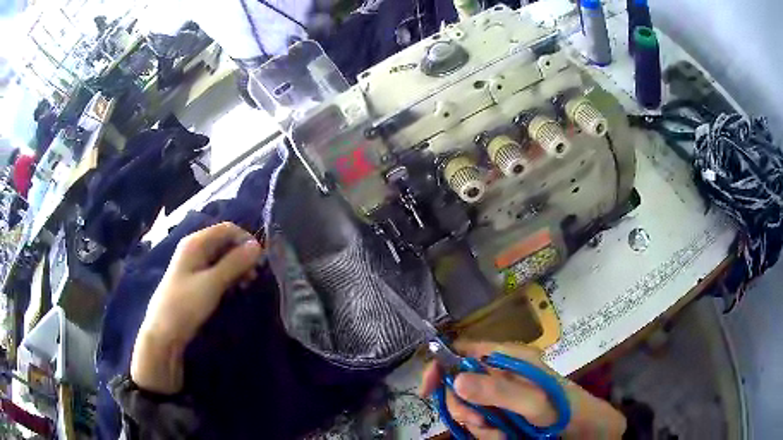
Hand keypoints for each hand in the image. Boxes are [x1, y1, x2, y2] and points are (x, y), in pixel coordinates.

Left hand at [131, 222, 262, 393]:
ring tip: (247, 284)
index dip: (245, 240)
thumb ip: (235, 263)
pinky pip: (216, 270)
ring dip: (237, 267)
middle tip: (255, 276)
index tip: (260, 260)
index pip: (227, 229)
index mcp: (196, 243)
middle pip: (225, 242)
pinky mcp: (195, 280)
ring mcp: (194, 264)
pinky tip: (235, 289)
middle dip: (242, 255)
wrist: (164, 331)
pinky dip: (229, 276)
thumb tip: (257, 246)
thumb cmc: (186, 304)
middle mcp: (194, 248)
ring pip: (222, 257)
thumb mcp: (212, 283)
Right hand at [419, 341, 626, 438]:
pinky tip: (502, 435)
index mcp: (507, 357)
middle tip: (477, 422)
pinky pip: (479, 421)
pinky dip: (485, 432)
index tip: (429, 390)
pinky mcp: (501, 410)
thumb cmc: (560, 407)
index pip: (464, 350)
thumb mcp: (532, 400)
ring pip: (468, 406)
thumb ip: (496, 390)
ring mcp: (500, 393)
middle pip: (460, 384)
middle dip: (463, 407)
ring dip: (477, 424)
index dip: (442, 365)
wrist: (579, 426)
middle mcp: (500, 372)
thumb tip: (456, 379)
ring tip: (498, 432)